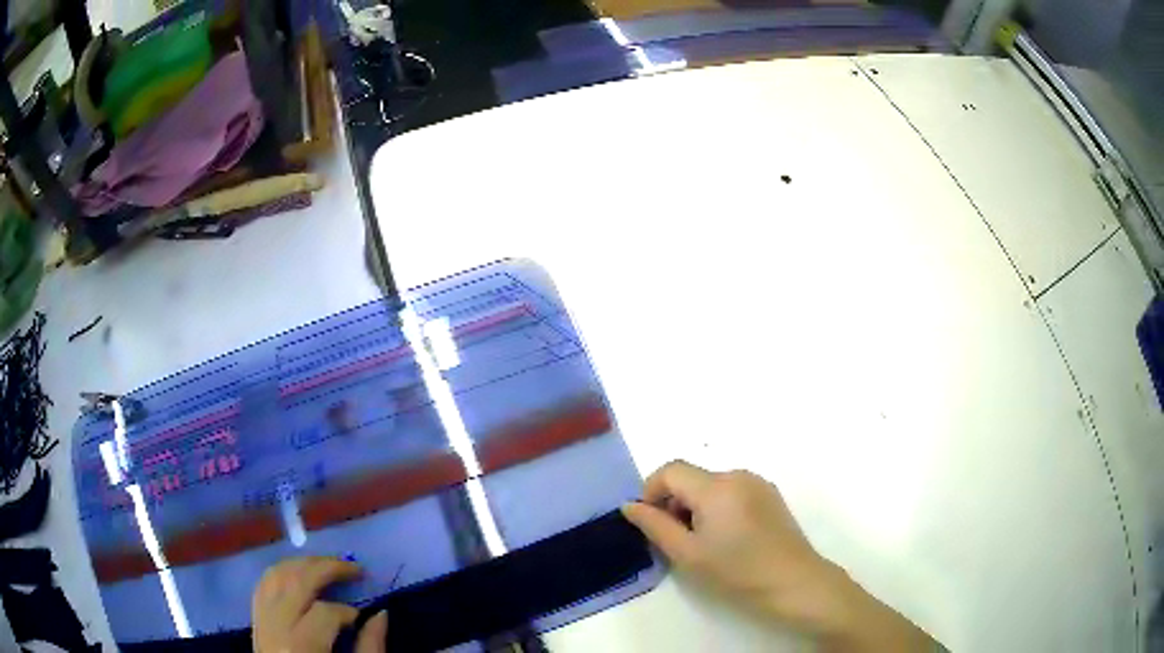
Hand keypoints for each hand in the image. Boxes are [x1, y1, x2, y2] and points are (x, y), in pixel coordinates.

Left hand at [252, 556, 387, 652]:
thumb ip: (370, 649)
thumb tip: (382, 614)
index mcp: (302, 647)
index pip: (324, 612)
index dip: (348, 611)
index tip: (363, 619)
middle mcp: (275, 628)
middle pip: (295, 582)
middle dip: (326, 568)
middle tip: (354, 567)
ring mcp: (260, 623)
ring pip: (274, 576)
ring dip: (301, 564)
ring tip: (327, 565)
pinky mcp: (255, 623)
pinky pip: (262, 586)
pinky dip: (280, 574)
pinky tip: (297, 575)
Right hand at [623, 461, 938, 651]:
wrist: (794, 582)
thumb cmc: (737, 572)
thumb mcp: (687, 554)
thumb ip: (655, 525)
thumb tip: (630, 506)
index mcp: (716, 486)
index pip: (670, 470)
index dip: (651, 490)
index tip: (650, 521)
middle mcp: (738, 475)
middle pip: (692, 477)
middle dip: (674, 502)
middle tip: (676, 540)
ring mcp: (758, 483)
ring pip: (712, 485)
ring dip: (696, 506)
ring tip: (702, 543)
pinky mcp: (771, 495)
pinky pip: (732, 492)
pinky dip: (718, 508)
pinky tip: (727, 539)